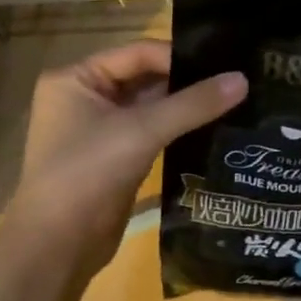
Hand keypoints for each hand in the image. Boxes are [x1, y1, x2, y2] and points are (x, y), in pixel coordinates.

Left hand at [10, 40, 244, 274]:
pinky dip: (178, 130)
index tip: (224, 65)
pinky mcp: (115, 158)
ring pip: (151, 108)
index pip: (138, 53)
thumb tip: (243, 79)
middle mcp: (84, 98)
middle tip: (236, 81)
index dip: (180, 57)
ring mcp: (99, 130)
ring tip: (233, 102)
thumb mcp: (142, 131)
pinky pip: (151, 133)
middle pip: (145, 78)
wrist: (57, 247)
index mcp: (76, 78)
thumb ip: (194, 104)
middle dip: (186, 82)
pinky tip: (214, 129)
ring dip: (186, 108)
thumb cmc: (88, 173)